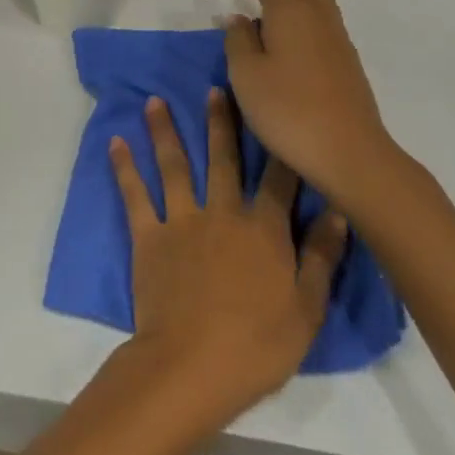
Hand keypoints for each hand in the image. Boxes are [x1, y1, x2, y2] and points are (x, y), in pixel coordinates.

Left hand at [110, 89, 345, 427]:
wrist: (191, 366)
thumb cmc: (257, 346)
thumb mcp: (307, 310)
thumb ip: (321, 257)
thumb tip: (339, 212)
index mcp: (263, 229)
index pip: (278, 180)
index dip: (281, 147)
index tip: (279, 114)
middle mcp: (223, 213)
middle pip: (224, 159)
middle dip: (221, 122)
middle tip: (215, 88)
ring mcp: (182, 221)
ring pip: (175, 165)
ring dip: (165, 131)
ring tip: (154, 100)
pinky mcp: (148, 237)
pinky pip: (135, 195)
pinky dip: (124, 167)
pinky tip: (115, 142)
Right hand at [221, 0, 407, 212]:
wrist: (349, 151)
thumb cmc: (288, 110)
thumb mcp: (246, 75)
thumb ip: (238, 40)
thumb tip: (240, 19)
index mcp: (291, 11)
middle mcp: (318, 14)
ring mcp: (337, 36)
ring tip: (265, 0)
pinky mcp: (346, 57)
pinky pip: (321, 13)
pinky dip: (300, 6)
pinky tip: (287, 30)